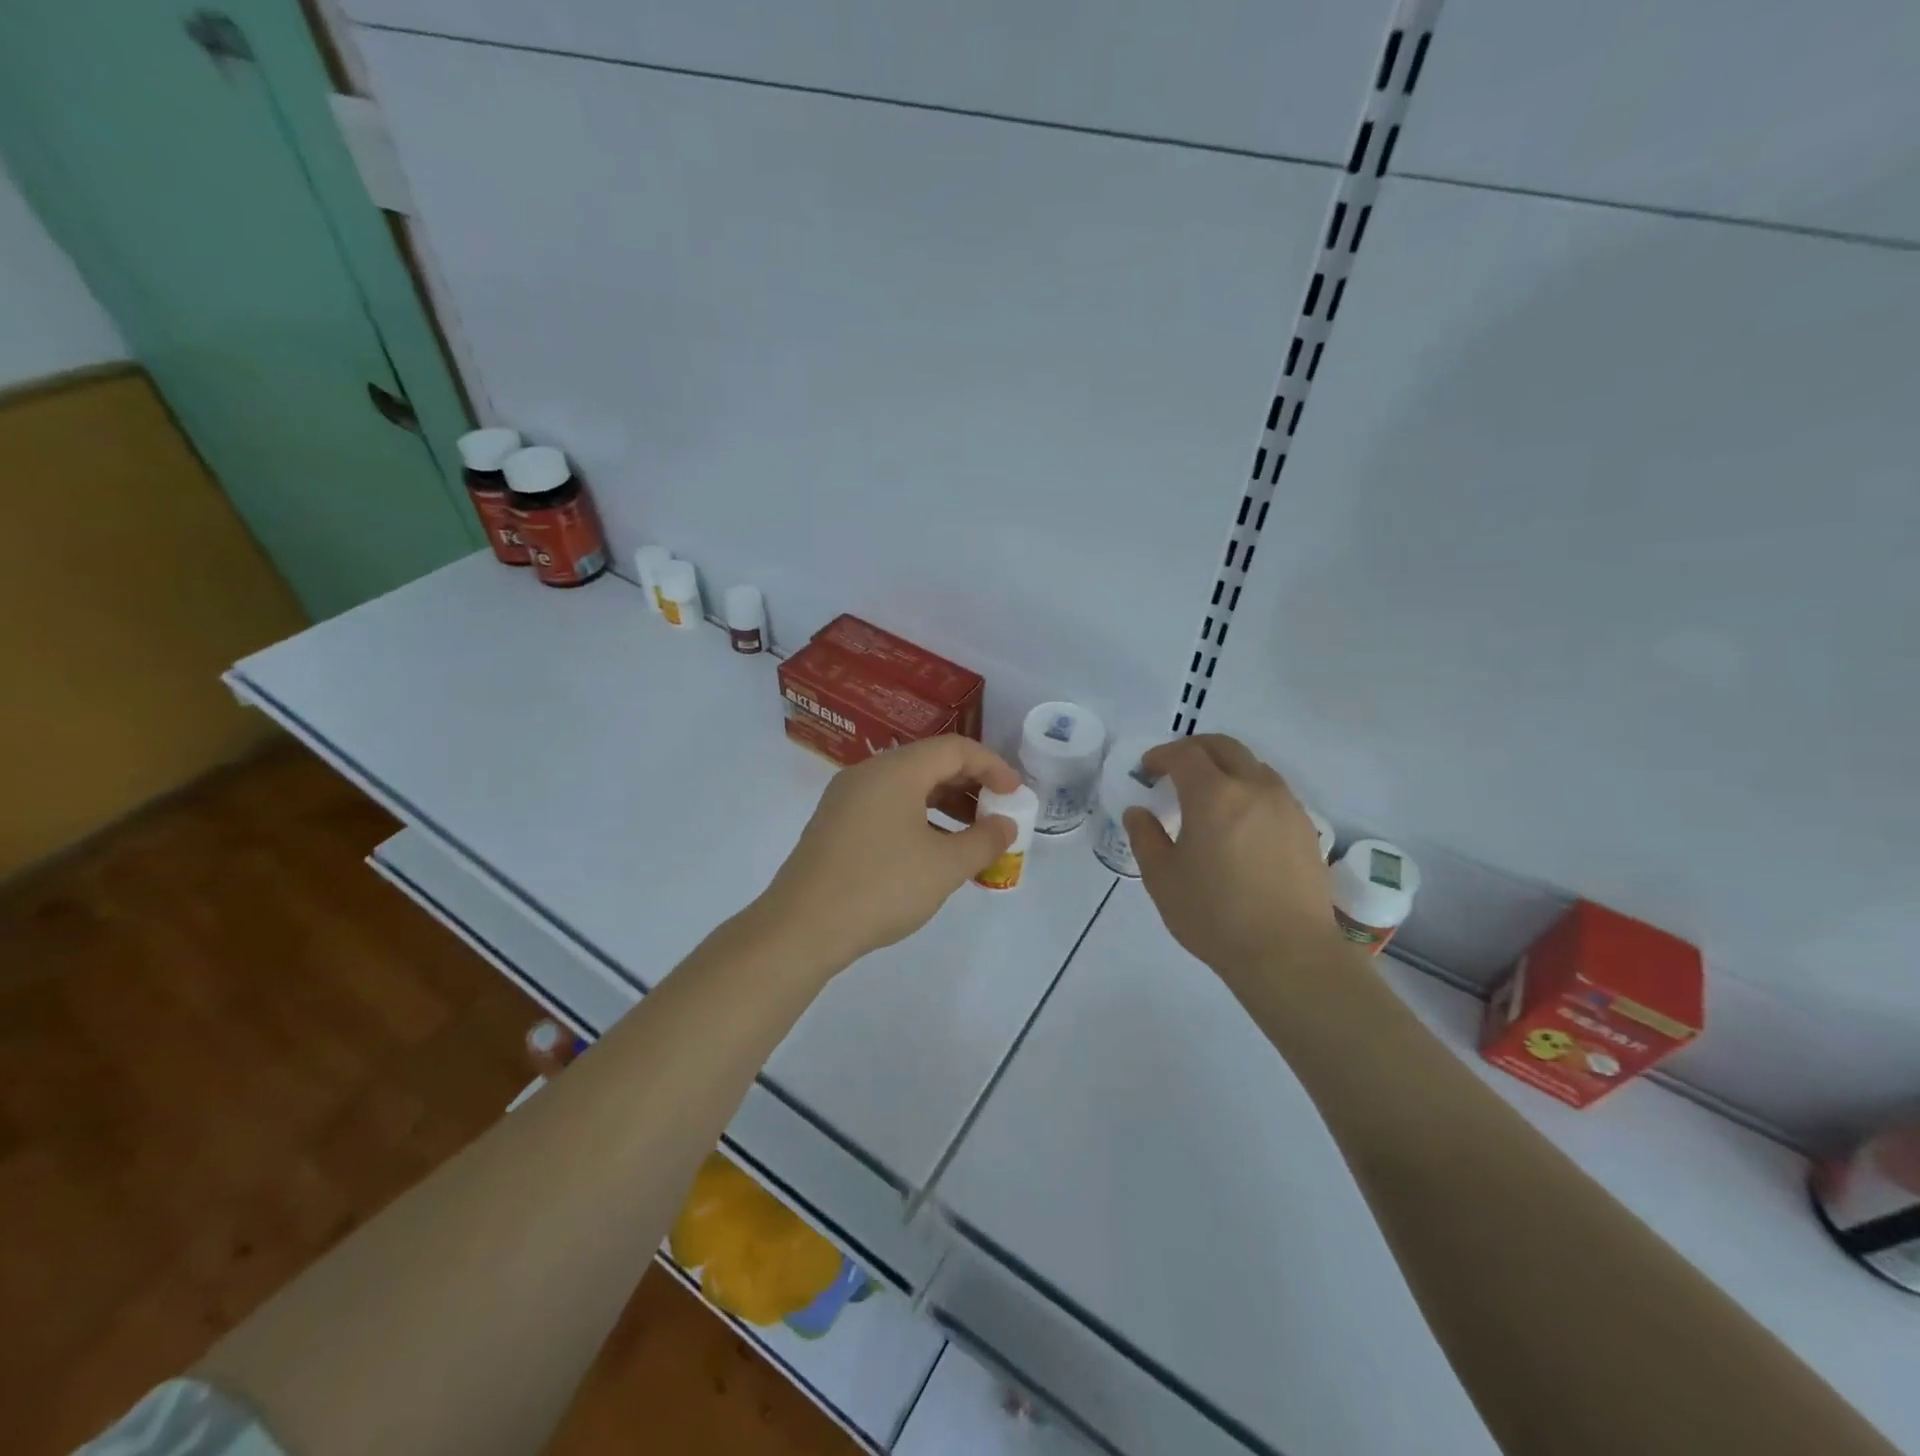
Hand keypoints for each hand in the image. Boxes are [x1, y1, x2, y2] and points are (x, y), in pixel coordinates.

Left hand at [757, 737, 1021, 972]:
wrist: (801, 928)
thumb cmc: (881, 888)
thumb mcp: (945, 867)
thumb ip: (984, 841)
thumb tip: (1005, 825)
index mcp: (896, 771)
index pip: (955, 749)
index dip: (992, 766)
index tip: (1015, 794)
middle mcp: (868, 774)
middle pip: (929, 763)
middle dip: (970, 785)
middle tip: (998, 812)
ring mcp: (846, 798)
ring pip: (907, 787)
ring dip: (945, 804)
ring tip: (972, 834)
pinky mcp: (835, 824)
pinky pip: (887, 806)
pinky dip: (918, 818)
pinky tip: (933, 850)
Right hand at [1123, 734, 1343, 981]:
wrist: (1289, 954)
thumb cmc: (1215, 915)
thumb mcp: (1162, 878)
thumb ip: (1145, 837)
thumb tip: (1139, 812)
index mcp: (1214, 795)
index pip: (1185, 754)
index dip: (1161, 755)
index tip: (1147, 769)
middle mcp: (1254, 788)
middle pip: (1224, 746)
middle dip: (1194, 749)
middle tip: (1174, 769)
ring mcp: (1286, 806)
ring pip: (1253, 765)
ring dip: (1225, 767)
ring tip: (1208, 795)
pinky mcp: (1305, 827)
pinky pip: (1273, 791)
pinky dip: (1249, 789)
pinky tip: (1239, 821)